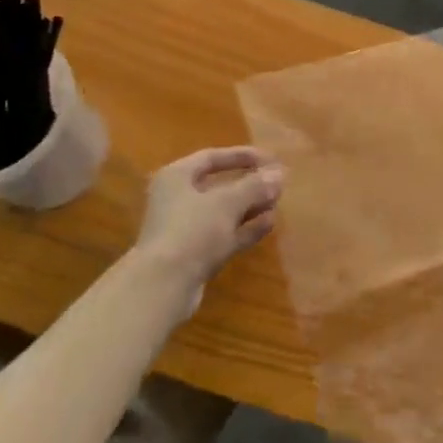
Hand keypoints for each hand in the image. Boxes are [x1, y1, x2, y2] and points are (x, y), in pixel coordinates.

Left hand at [134, 147, 283, 294]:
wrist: (163, 286)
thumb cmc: (191, 230)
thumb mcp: (227, 202)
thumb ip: (255, 186)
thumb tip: (279, 174)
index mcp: (176, 177)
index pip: (211, 158)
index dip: (241, 156)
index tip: (270, 159)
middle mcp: (177, 200)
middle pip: (218, 186)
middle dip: (249, 184)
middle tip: (277, 182)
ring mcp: (185, 229)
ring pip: (223, 213)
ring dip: (250, 207)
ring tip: (278, 202)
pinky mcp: (194, 255)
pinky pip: (224, 235)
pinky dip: (245, 229)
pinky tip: (270, 224)